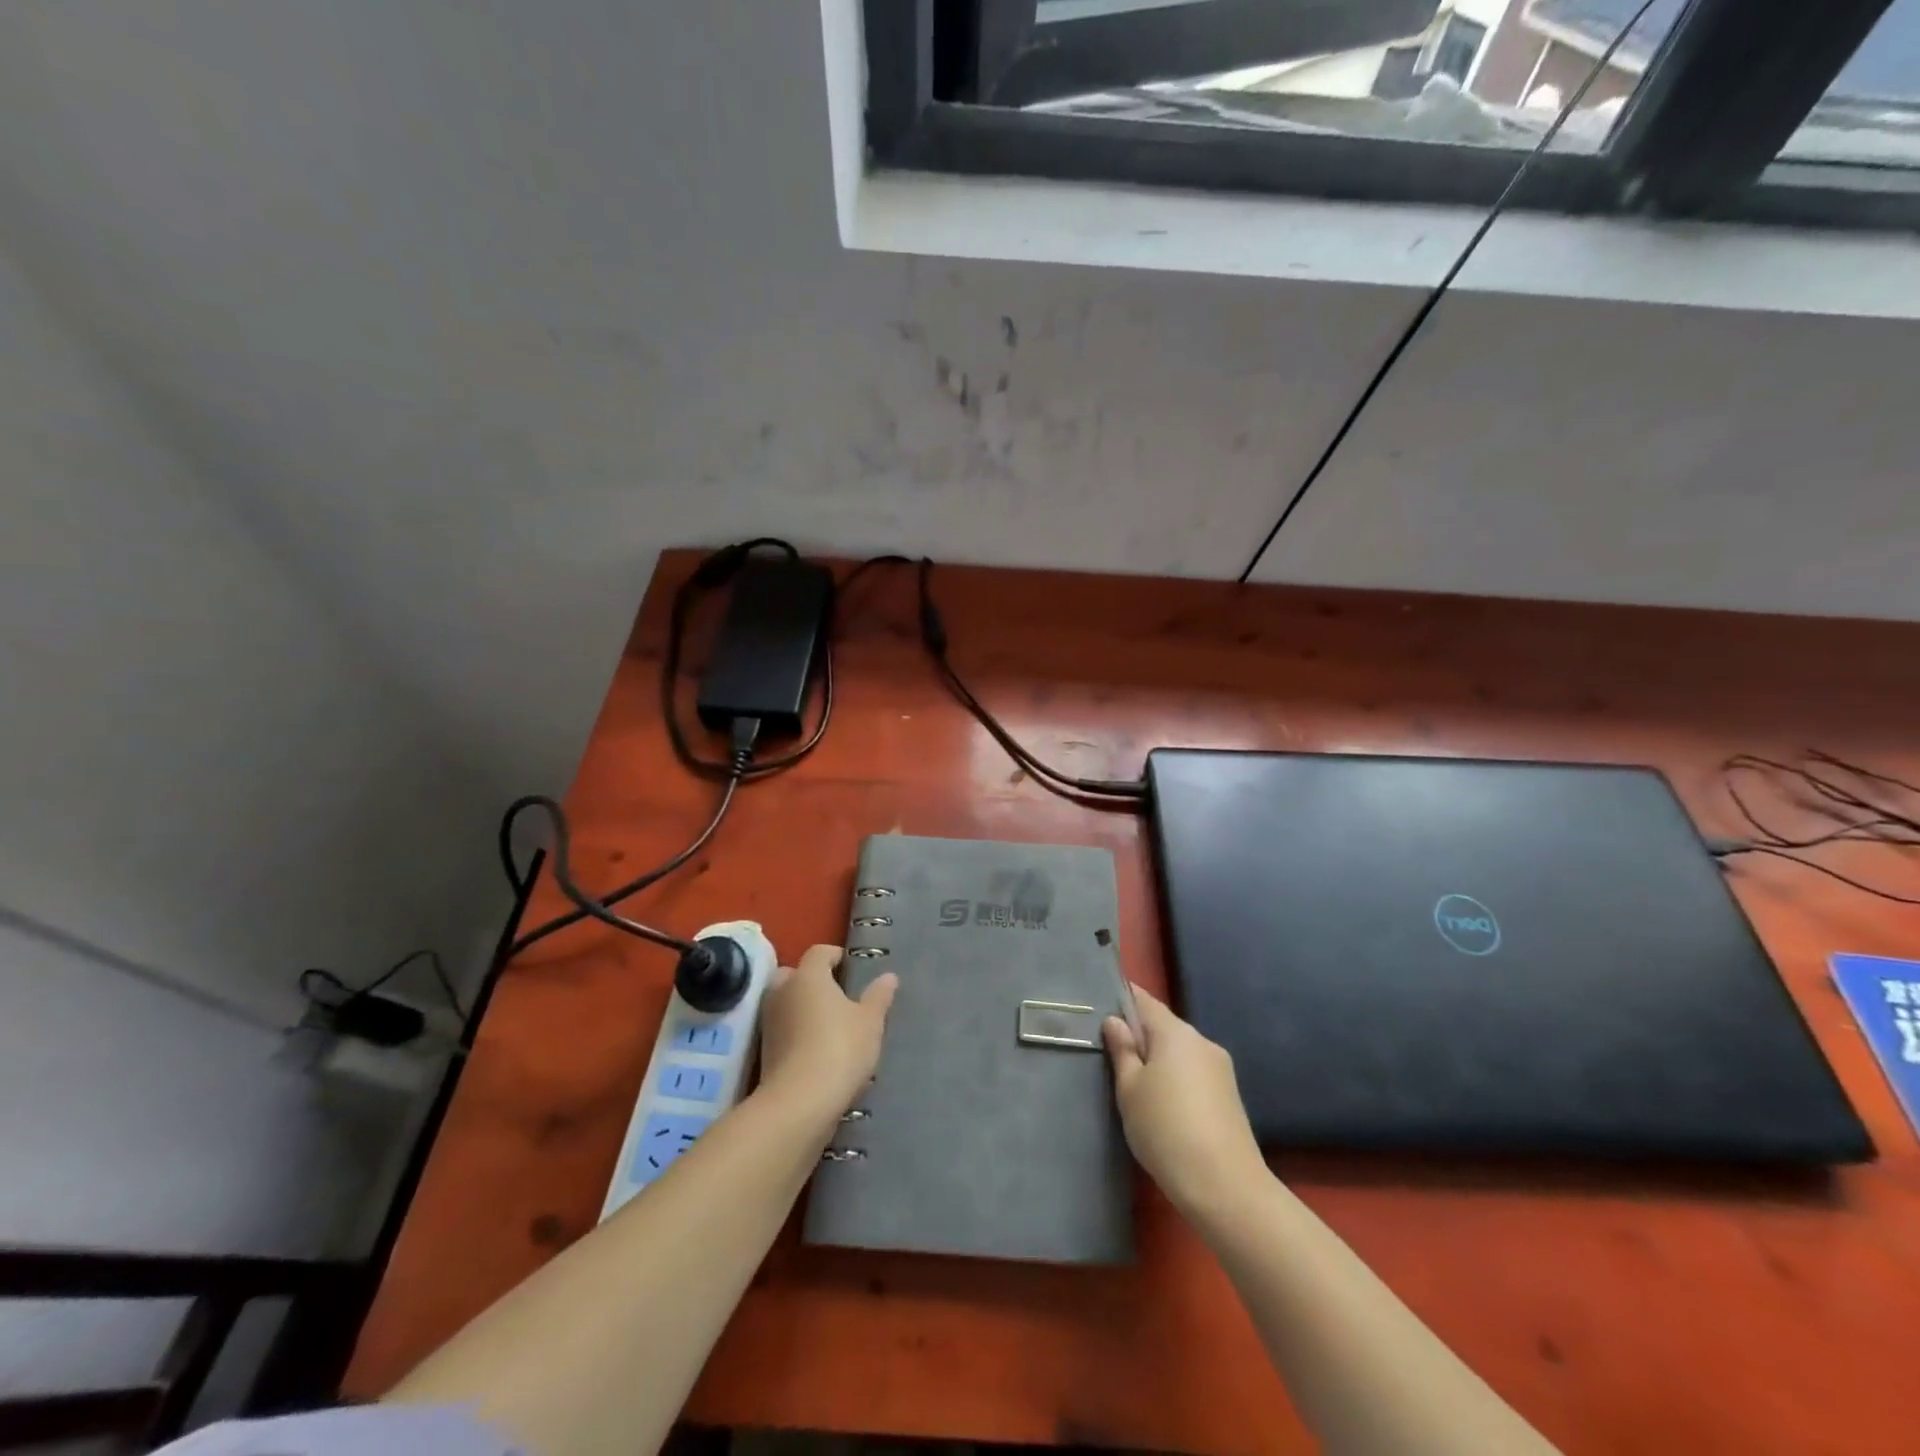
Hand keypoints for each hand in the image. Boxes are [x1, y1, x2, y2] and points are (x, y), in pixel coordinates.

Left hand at [757, 944, 897, 1124]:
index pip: (820, 952)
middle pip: (796, 974)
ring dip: (803, 1008)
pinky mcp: (763, 1051)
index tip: (853, 970)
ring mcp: (769, 1022)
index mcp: (808, 975)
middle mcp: (782, 991)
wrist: (799, 1104)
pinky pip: (783, 1029)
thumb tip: (889, 976)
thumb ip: (879, 996)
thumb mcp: (870, 1022)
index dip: (837, 957)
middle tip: (838, 996)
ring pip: (786, 1002)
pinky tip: (817, 1049)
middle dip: (814, 980)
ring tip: (830, 1025)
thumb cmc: (840, 1049)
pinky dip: (796, 1033)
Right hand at [1104, 985, 1264, 1214]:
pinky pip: (1193, 1074)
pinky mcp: (1229, 1096)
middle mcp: (1202, 1042)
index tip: (1101, 1007)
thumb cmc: (1165, 1129)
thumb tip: (1115, 1021)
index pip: (1144, 1000)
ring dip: (1158, 1061)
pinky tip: (1163, 1106)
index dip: (1122, 1000)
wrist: (1225, 1187)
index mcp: (1175, 1032)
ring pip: (1179, 1052)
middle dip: (1139, 1036)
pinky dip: (1175, 1080)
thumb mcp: (1129, 1089)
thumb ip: (1122, 1050)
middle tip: (1112, 1056)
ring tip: (1135, 1086)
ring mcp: (1220, 1069)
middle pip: (1163, 1027)